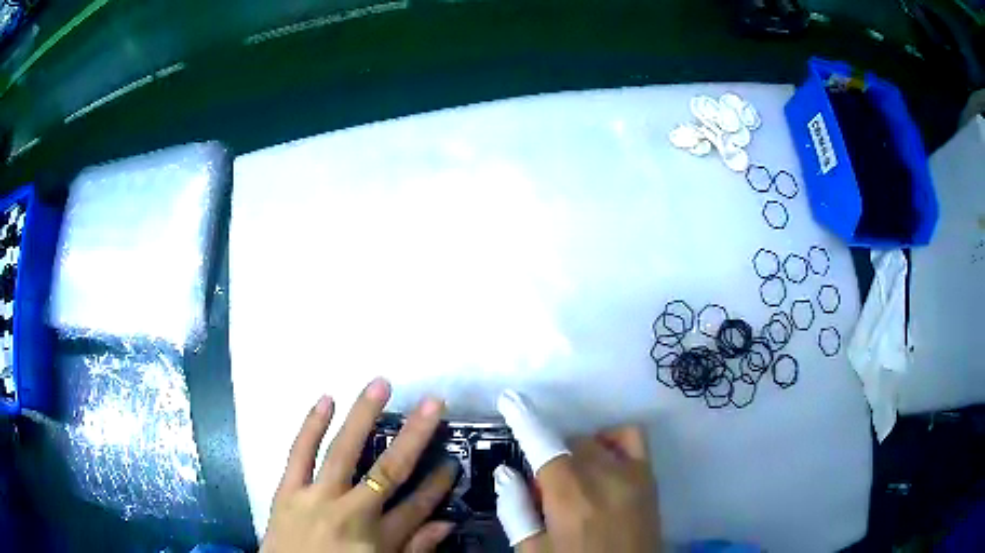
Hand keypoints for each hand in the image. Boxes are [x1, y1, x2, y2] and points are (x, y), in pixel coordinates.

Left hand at [261, 378, 457, 552]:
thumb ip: (414, 549)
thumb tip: (445, 523)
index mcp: (376, 538)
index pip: (417, 506)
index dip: (438, 484)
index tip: (452, 461)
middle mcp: (350, 513)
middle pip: (388, 470)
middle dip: (414, 436)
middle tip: (432, 403)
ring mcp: (315, 498)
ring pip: (343, 451)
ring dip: (362, 416)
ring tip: (380, 384)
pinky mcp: (286, 490)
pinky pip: (298, 453)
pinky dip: (311, 425)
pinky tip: (325, 399)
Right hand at [495, 391, 660, 552]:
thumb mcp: (534, 550)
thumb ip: (515, 510)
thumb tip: (505, 471)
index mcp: (569, 495)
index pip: (543, 444)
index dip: (524, 419)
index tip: (510, 399)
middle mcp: (603, 475)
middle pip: (568, 443)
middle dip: (549, 457)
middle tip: (544, 491)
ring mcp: (632, 473)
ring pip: (595, 441)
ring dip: (576, 452)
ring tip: (573, 480)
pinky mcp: (650, 478)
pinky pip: (631, 438)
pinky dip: (612, 440)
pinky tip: (604, 461)